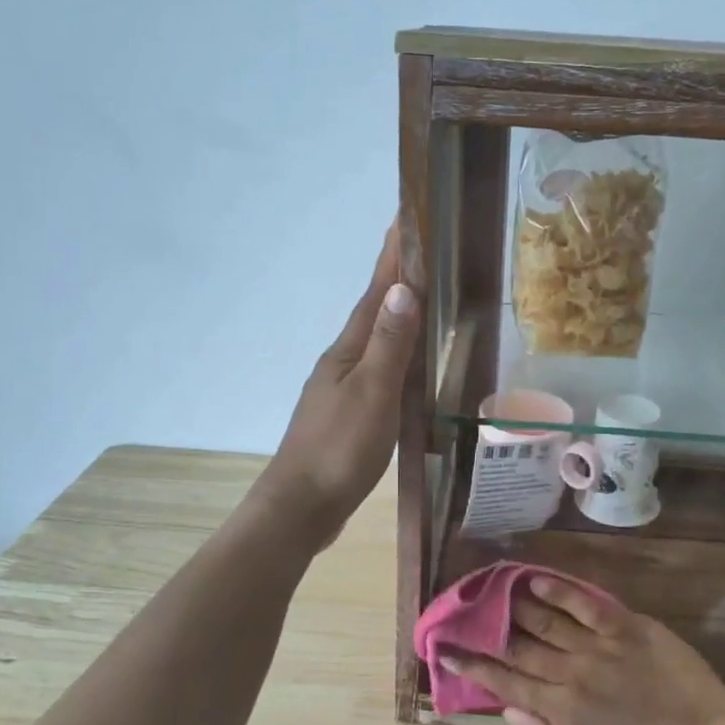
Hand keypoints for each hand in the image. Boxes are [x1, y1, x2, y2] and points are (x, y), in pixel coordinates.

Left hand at [258, 224, 418, 545]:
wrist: (301, 507)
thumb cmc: (339, 450)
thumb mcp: (372, 395)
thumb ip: (390, 345)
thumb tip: (403, 288)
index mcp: (349, 351)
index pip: (375, 293)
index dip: (391, 257)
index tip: (403, 217)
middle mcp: (343, 361)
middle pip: (374, 310)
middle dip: (396, 277)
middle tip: (422, 249)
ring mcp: (342, 388)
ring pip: (376, 340)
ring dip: (395, 313)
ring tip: (422, 295)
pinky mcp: (347, 413)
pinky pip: (378, 368)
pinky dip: (395, 353)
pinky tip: (407, 363)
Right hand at [445, 576, 724, 724]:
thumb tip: (508, 708)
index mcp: (561, 710)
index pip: (506, 682)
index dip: (474, 667)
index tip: (448, 651)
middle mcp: (572, 672)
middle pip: (520, 646)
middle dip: (487, 630)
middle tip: (464, 613)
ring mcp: (600, 645)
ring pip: (547, 620)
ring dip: (517, 604)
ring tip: (494, 590)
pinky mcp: (628, 626)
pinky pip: (587, 603)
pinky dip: (560, 591)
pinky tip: (538, 579)